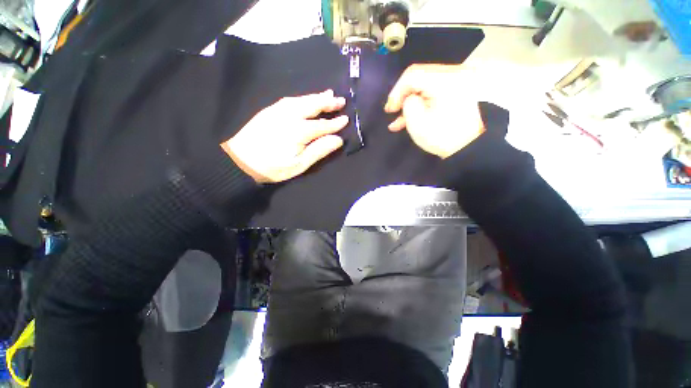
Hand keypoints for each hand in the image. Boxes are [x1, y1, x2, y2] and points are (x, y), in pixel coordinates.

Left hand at [222, 90, 348, 182]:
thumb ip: (319, 150)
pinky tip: (307, 99)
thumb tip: (338, 140)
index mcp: (299, 131)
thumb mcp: (299, 164)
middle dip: (328, 103)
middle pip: (313, 105)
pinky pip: (291, 100)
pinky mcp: (270, 110)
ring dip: (317, 97)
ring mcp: (278, 110)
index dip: (335, 123)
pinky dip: (303, 98)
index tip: (346, 119)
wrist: (241, 161)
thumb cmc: (273, 167)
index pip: (322, 125)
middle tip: (340, 100)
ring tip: (328, 94)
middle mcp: (290, 115)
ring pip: (302, 99)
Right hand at [384, 64, 484, 158]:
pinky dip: (421, 102)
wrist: (471, 146)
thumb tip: (408, 99)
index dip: (396, 91)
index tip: (390, 110)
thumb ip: (407, 104)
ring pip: (424, 85)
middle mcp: (453, 74)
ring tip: (398, 121)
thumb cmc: (443, 137)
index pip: (412, 74)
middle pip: (419, 77)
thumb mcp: (418, 123)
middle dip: (402, 96)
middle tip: (392, 112)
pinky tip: (409, 118)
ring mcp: (457, 81)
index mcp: (445, 80)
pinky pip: (433, 91)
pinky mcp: (457, 89)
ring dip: (410, 102)